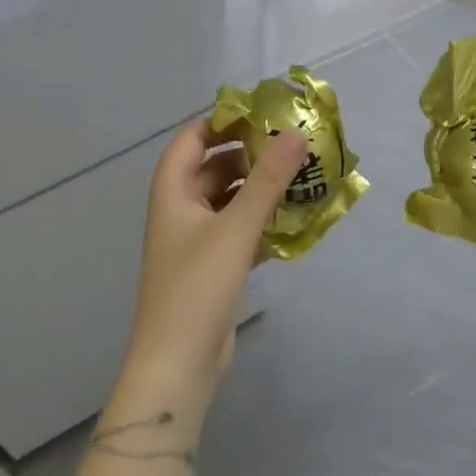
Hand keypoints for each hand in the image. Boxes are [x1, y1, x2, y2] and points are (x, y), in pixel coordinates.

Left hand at [115, 119, 307, 412]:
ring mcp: (197, 241)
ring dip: (260, 190)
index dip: (223, 122)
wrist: (179, 361)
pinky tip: (294, 221)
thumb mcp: (236, 228)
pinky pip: (239, 231)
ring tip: (302, 178)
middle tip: (294, 146)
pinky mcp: (214, 267)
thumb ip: (268, 180)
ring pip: (230, 201)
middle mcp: (181, 211)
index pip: (192, 139)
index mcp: (172, 192)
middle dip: (251, 156)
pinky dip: (262, 222)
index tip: (264, 114)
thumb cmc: (199, 286)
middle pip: (214, 169)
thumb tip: (296, 133)